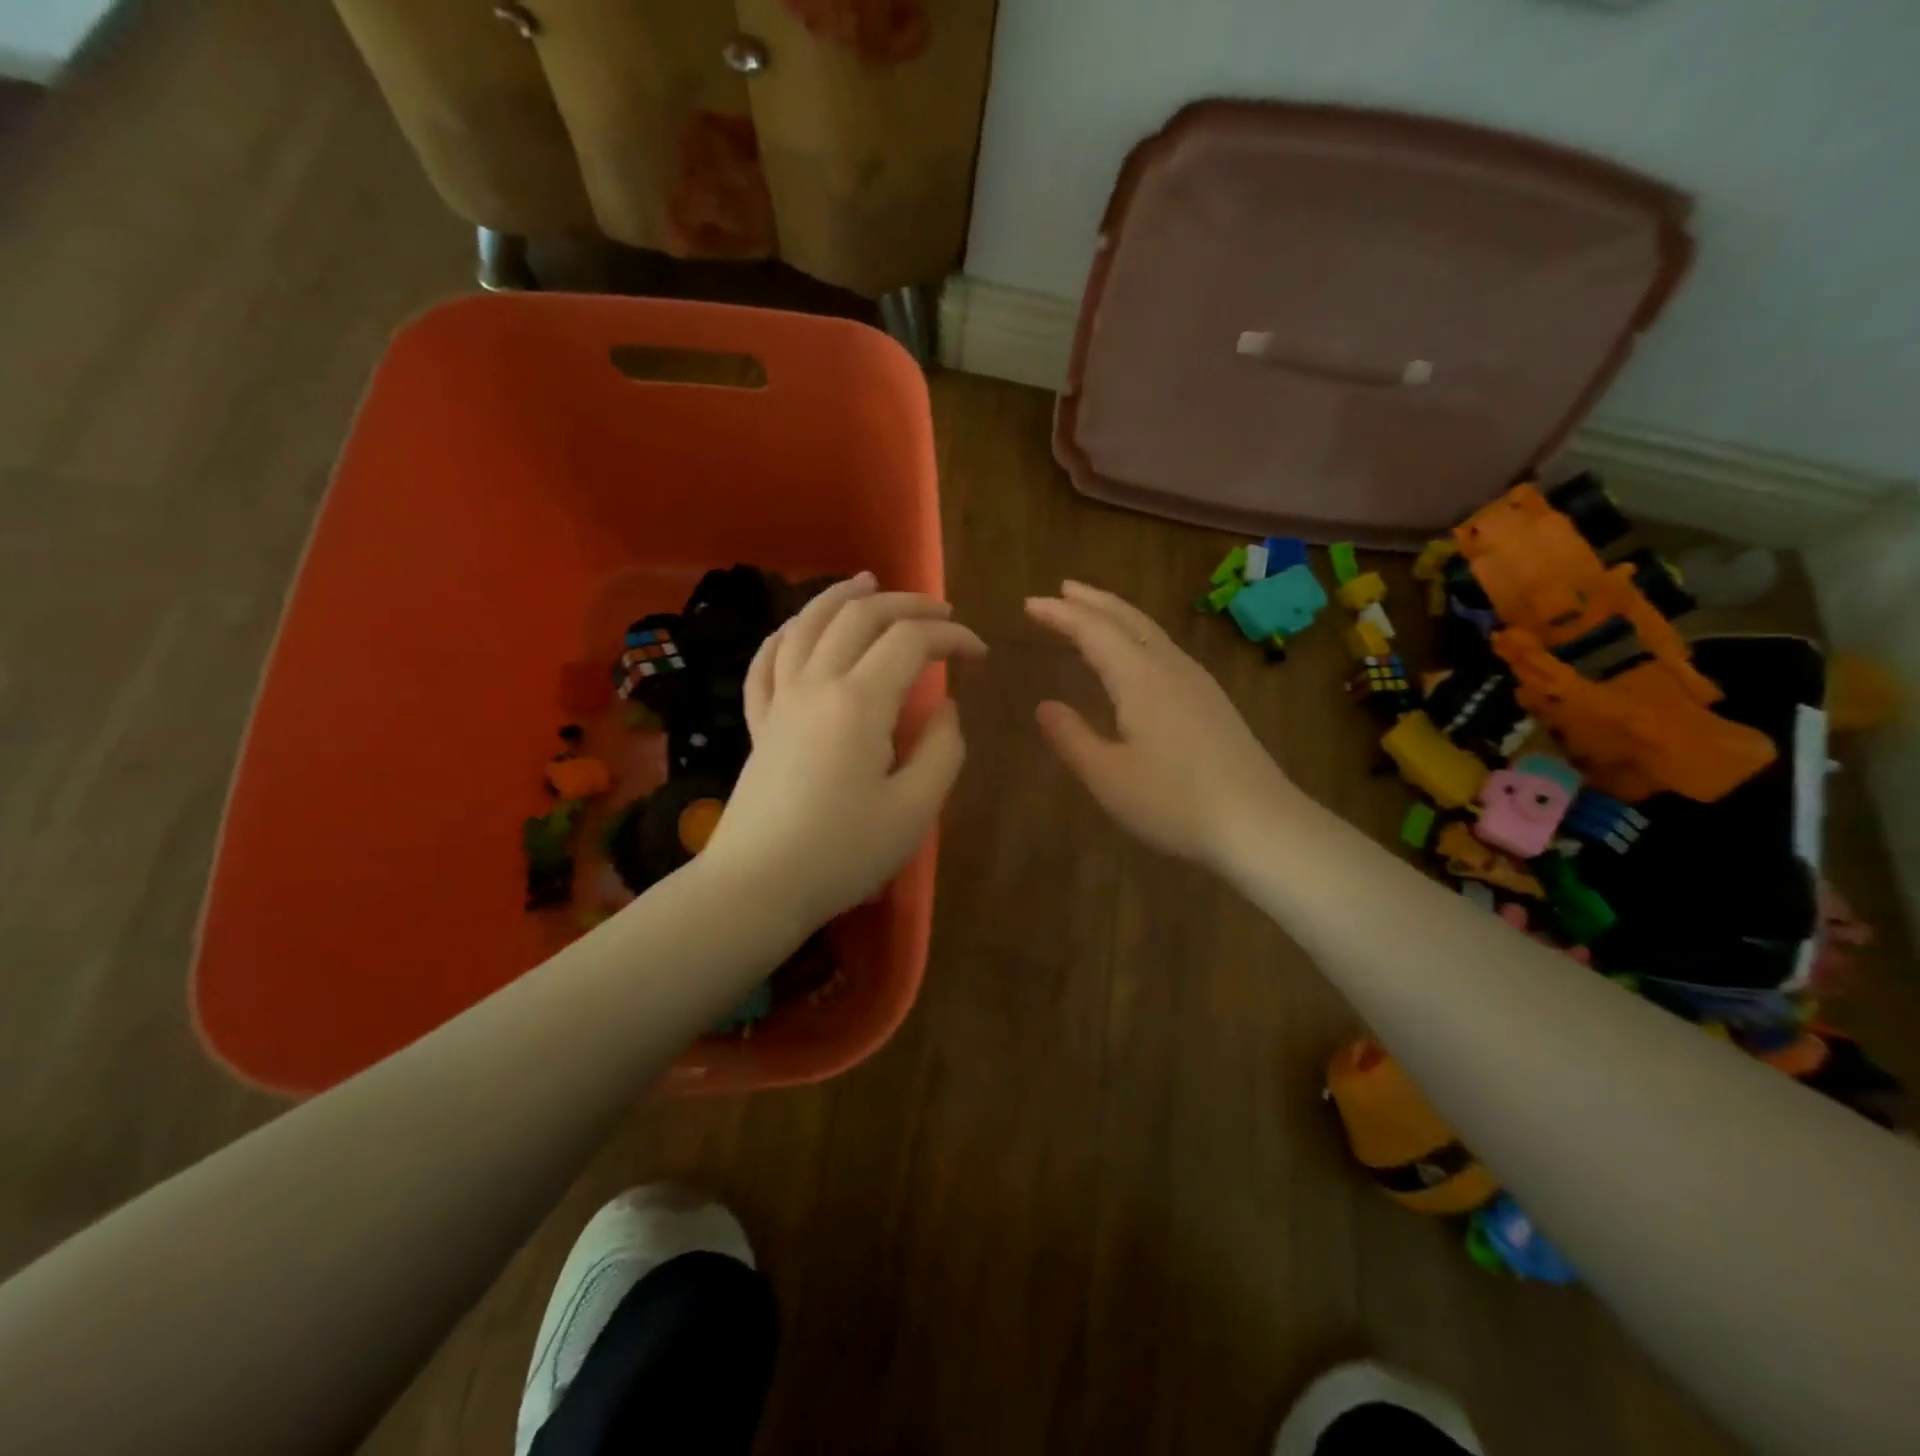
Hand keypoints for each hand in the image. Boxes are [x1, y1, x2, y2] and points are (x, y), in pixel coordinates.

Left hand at [700, 573, 986, 926]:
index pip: (910, 641)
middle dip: (906, 604)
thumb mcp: (915, 809)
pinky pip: (766, 661)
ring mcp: (780, 701)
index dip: (951, 636)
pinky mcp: (759, 723)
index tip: (980, 653)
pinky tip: (797, 629)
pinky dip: (786, 634)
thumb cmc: (842, 853)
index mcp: (859, 701)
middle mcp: (815, 684)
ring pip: (806, 624)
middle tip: (941, 612)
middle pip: (859, 617)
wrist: (757, 886)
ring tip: (866, 581)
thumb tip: (946, 707)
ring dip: (841, 596)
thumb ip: (942, 749)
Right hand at [1025, 581, 1297, 868]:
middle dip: (1092, 601)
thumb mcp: (1108, 777)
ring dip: (1117, 615)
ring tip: (1093, 612)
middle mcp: (1170, 668)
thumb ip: (1071, 737)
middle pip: (1127, 619)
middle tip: (1062, 589)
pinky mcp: (1212, 701)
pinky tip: (1136, 657)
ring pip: (1150, 632)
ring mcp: (1197, 682)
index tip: (1029, 604)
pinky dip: (1137, 637)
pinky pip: (1164, 650)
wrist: (1260, 824)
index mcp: (1140, 678)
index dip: (1060, 614)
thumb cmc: (1175, 802)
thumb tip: (1044, 706)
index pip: (1093, 631)